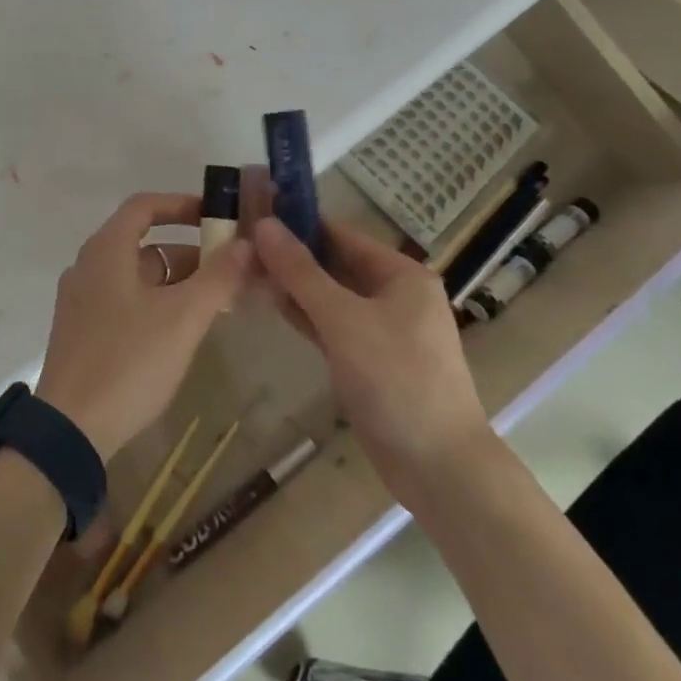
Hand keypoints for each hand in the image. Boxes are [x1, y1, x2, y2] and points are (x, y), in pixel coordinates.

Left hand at [36, 193, 253, 458]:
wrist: (71, 428)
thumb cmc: (128, 361)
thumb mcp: (182, 318)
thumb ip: (218, 277)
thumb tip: (247, 244)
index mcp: (106, 250)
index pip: (145, 206)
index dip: (182, 205)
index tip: (217, 216)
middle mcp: (88, 266)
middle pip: (144, 243)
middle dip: (189, 252)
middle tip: (229, 271)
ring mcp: (82, 300)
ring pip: (136, 275)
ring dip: (176, 281)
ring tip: (215, 303)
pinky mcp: (82, 330)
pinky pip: (125, 300)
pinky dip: (156, 302)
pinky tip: (181, 330)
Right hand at [254, 216, 493, 506]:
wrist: (439, 468)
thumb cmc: (396, 379)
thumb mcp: (343, 319)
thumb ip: (300, 272)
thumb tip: (263, 224)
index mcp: (401, 275)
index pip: (341, 234)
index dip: (299, 223)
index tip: (254, 213)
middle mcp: (394, 295)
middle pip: (335, 263)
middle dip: (292, 255)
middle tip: (241, 243)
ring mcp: (381, 329)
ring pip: (329, 295)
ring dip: (293, 284)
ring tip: (245, 267)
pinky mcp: (367, 359)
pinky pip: (330, 324)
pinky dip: (304, 314)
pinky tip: (269, 302)